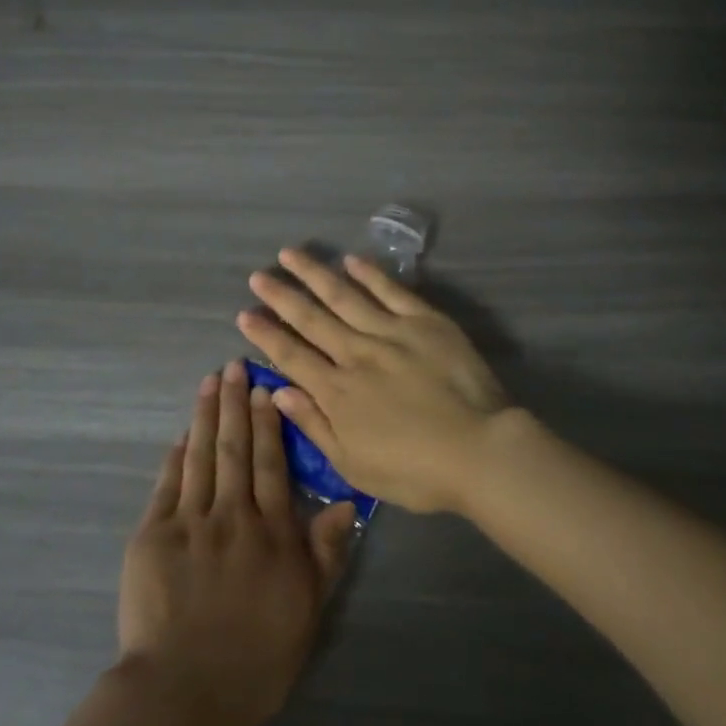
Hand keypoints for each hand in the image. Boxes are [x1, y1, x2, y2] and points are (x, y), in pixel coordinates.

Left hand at [117, 360, 357, 725]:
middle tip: (234, 366)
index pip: (272, 464)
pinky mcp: (153, 534)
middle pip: (236, 448)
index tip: (265, 389)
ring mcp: (189, 521)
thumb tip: (346, 503)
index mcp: (271, 532)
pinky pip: (167, 484)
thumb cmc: (255, 659)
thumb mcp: (307, 611)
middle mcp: (232, 515)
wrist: (183, 691)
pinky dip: (176, 456)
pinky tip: (182, 434)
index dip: (269, 423)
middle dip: (235, 404)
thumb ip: (325, 554)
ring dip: (206, 416)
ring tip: (209, 382)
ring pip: (201, 456)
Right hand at [236, 249, 511, 514]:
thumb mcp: (353, 465)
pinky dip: (370, 274)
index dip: (265, 334)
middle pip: (311, 319)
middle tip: (258, 276)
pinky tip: (352, 259)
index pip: (291, 356)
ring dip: (315, 274)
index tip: (245, 314)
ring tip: (291, 254)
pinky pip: (392, 291)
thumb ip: (314, 425)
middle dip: (281, 296)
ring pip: (344, 295)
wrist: (480, 451)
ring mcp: (391, 332)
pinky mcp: (425, 322)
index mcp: (337, 391)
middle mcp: (356, 353)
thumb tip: (278, 391)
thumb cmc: (415, 471)